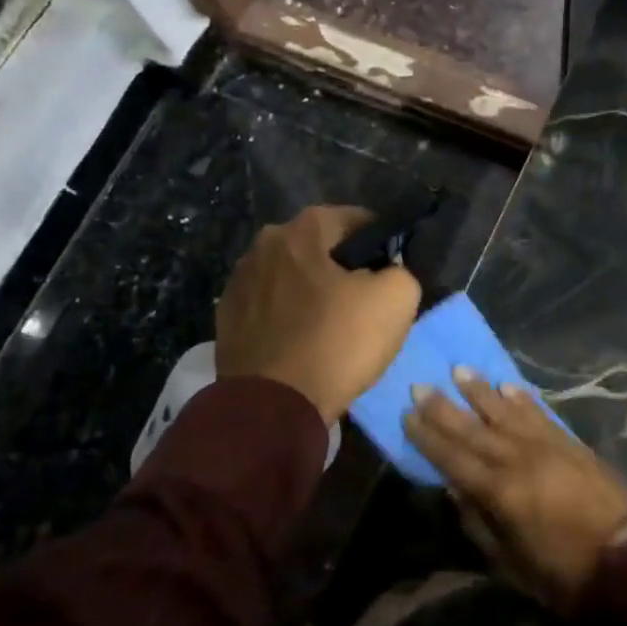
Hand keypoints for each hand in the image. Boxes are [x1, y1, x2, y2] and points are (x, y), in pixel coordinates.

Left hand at [216, 205, 420, 424]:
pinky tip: (302, 341)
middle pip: (317, 248)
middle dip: (341, 266)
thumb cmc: (338, 342)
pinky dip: (287, 316)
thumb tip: (387, 273)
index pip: (354, 219)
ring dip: (310, 291)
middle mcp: (263, 245)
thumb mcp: (397, 300)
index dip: (380, 241)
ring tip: (331, 324)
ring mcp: (238, 282)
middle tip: (364, 299)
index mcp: (302, 230)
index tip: (392, 268)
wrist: (273, 406)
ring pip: (290, 277)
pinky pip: (269, 307)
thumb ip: (400, 272)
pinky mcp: (226, 319)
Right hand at [403, 369, 626, 606]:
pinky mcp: (570, 443)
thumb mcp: (510, 562)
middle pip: (474, 428)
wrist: (626, 559)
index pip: (453, 458)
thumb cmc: (562, 572)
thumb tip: (453, 489)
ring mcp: (547, 446)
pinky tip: (508, 386)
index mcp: (500, 492)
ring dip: (481, 391)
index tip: (407, 415)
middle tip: (420, 385)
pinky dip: (522, 399)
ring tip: (460, 370)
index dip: (428, 437)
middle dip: (444, 407)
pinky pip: (540, 414)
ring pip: (506, 412)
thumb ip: (478, 523)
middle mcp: (519, 460)